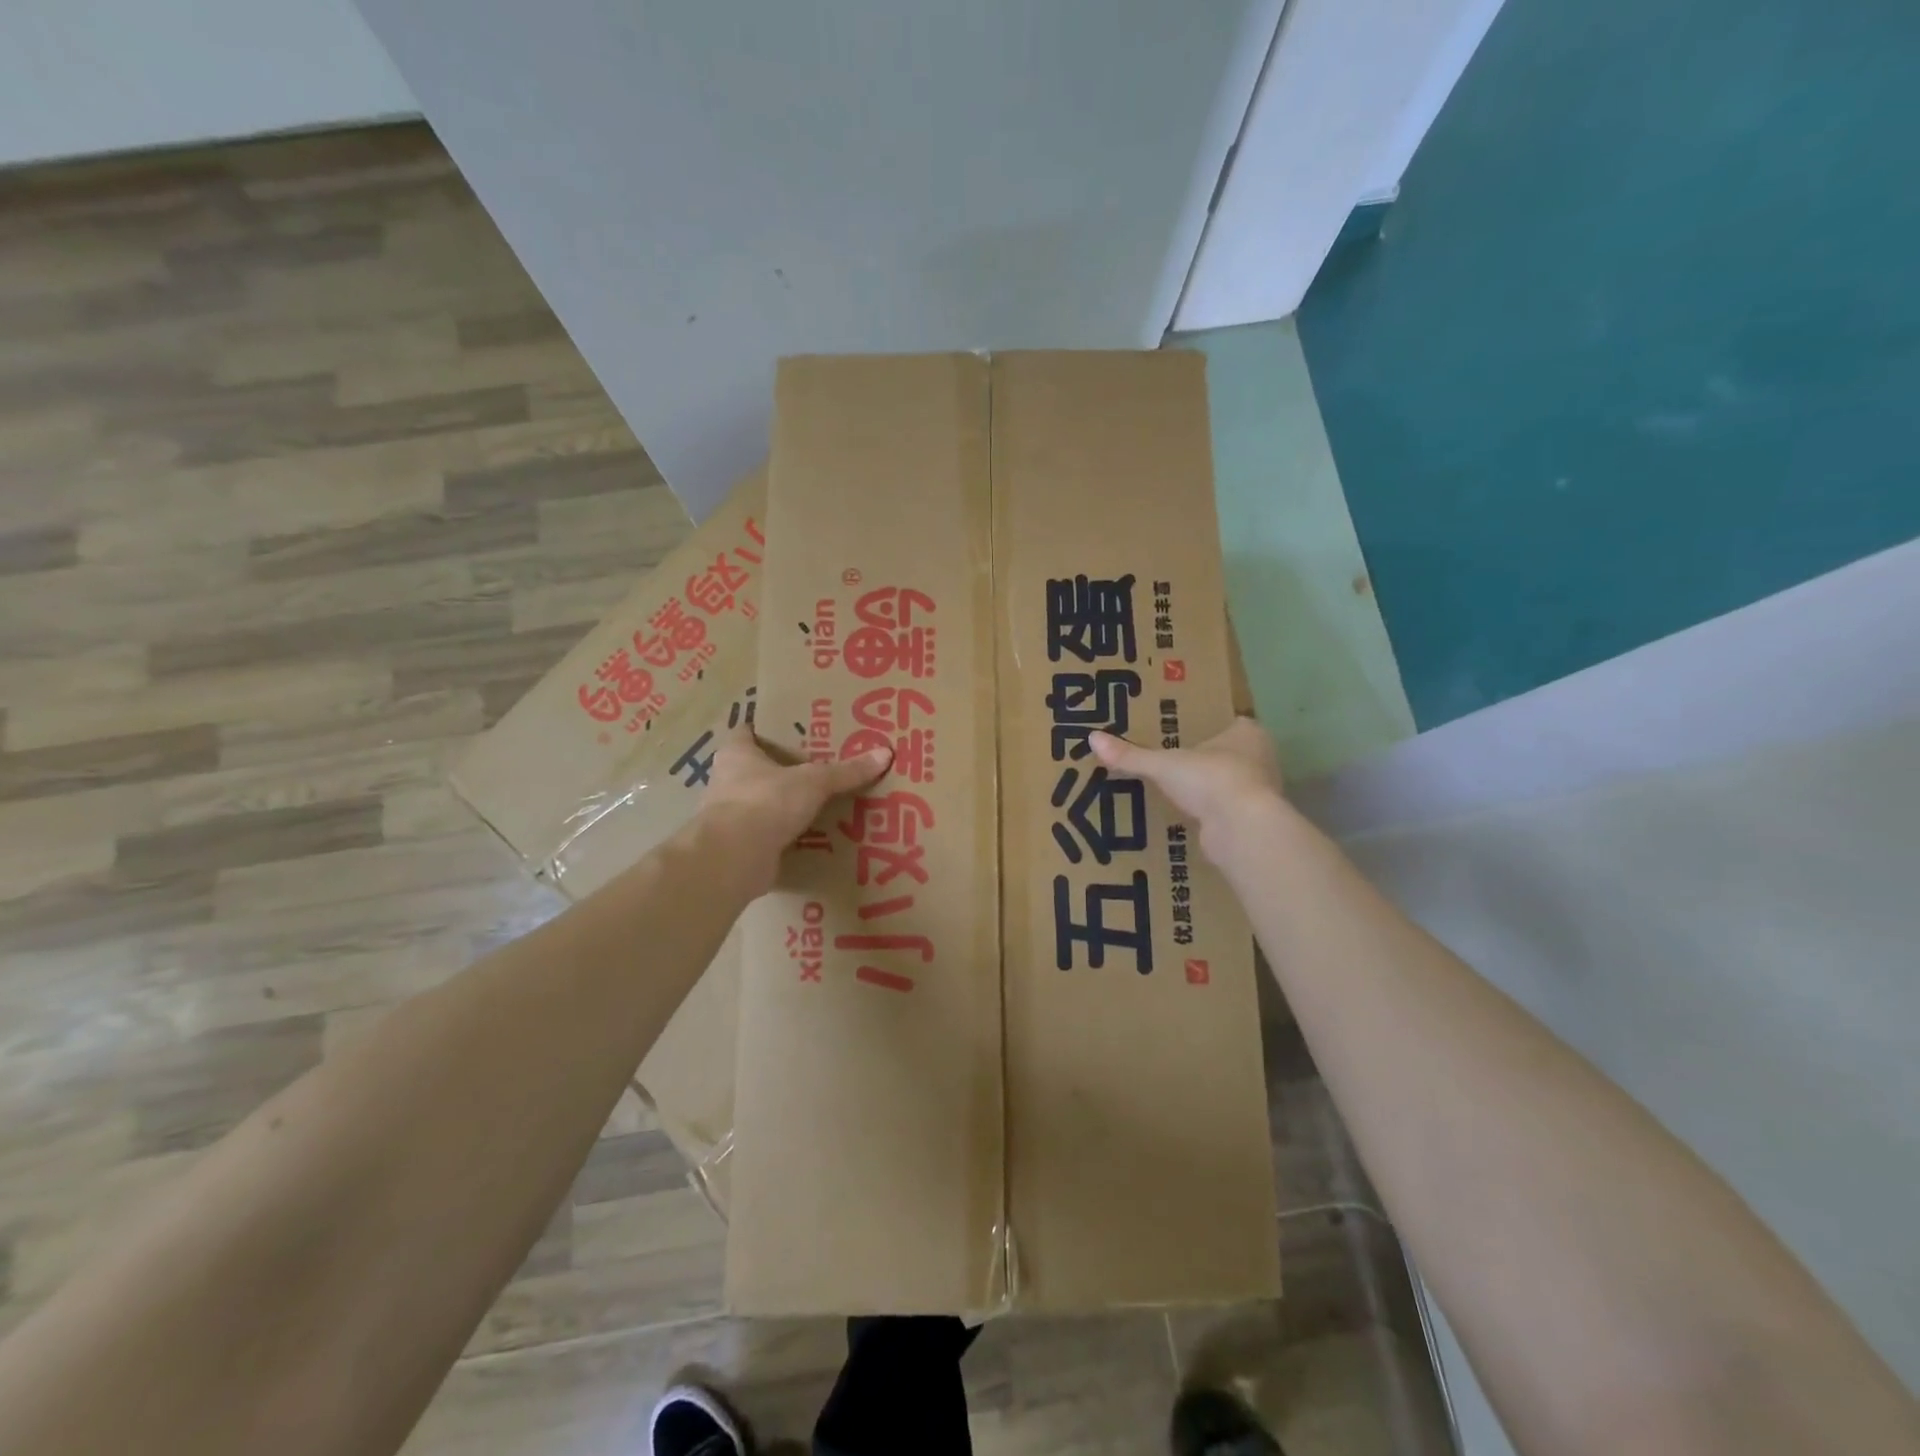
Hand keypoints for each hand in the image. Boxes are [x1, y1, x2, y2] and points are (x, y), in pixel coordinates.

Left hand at [703, 726, 891, 893]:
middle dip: (784, 769)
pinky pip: (768, 835)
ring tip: (820, 803)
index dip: (769, 729)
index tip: (795, 730)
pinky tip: (812, 837)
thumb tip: (885, 753)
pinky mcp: (740, 846)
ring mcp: (730, 816)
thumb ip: (846, 771)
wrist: (734, 858)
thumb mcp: (813, 781)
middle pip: (756, 768)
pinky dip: (785, 836)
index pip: (748, 731)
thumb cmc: (765, 802)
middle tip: (819, 767)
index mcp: (736, 754)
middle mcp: (727, 781)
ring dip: (785, 805)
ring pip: (762, 803)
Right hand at [1089, 717, 1284, 861]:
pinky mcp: (1251, 822)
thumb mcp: (1163, 765)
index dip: (1207, 727)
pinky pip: (1226, 811)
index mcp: (1249, 733)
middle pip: (1229, 754)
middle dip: (1205, 759)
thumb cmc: (1211, 780)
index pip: (1229, 723)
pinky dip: (1209, 814)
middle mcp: (1261, 759)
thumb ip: (1131, 755)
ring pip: (1228, 784)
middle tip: (1172, 761)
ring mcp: (1259, 793)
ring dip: (1208, 789)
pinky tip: (1186, 816)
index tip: (1183, 733)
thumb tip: (1092, 738)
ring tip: (1174, 790)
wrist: (1242, 829)